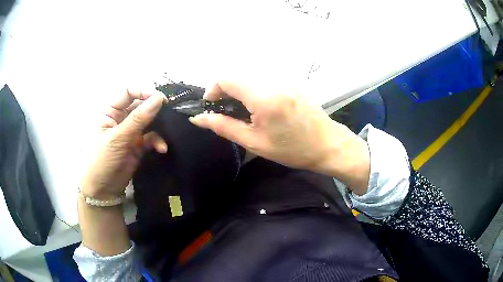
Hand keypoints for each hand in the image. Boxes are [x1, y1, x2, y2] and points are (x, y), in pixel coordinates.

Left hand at [80, 89, 167, 199]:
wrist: (103, 190)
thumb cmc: (102, 160)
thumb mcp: (117, 137)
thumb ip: (138, 118)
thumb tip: (159, 98)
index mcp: (110, 111)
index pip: (128, 92)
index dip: (143, 91)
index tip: (159, 98)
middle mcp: (121, 118)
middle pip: (140, 105)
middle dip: (154, 108)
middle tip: (169, 111)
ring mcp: (131, 132)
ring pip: (148, 121)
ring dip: (159, 126)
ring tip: (169, 130)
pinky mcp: (139, 145)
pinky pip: (152, 137)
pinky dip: (158, 141)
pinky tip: (161, 148)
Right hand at [189, 81, 369, 193]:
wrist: (327, 144)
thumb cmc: (292, 149)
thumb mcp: (254, 142)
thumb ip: (224, 127)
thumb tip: (199, 118)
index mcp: (264, 96)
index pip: (227, 78)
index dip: (213, 90)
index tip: (212, 106)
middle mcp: (274, 80)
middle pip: (237, 75)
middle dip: (225, 90)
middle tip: (227, 112)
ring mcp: (285, 78)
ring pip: (250, 76)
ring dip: (240, 90)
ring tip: (244, 112)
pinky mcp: (291, 81)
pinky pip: (264, 79)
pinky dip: (254, 89)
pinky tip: (260, 107)